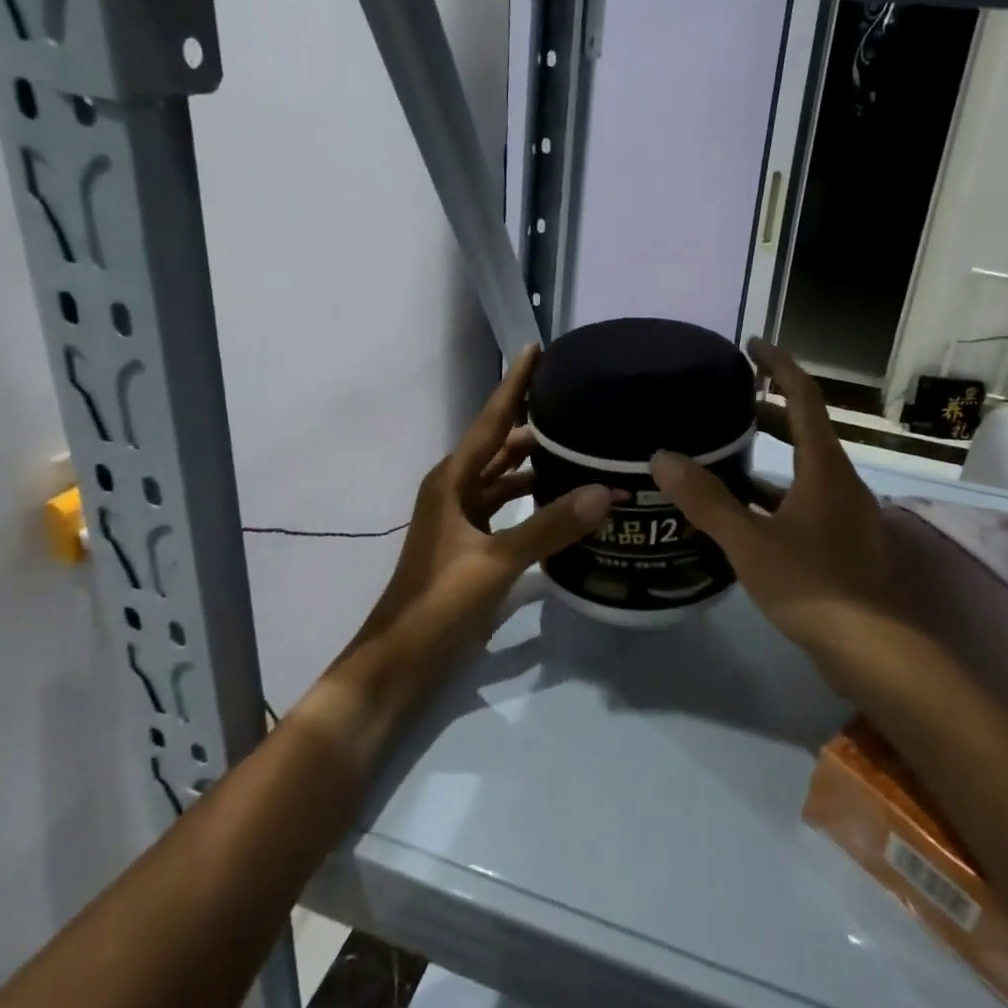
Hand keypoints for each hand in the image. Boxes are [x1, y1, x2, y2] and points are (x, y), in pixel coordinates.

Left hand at [363, 345, 615, 664]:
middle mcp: (456, 490)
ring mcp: (462, 519)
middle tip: (579, 402)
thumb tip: (606, 490)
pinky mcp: (472, 545)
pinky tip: (564, 502)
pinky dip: (532, 500)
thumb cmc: (439, 601)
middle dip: (534, 423)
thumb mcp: (496, 562)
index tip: (538, 349)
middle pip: (500, 445)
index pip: (491, 420)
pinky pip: (507, 509)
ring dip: (536, 464)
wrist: (400, 659)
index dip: (515, 384)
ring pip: (505, 478)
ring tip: (581, 447)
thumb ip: (550, 526)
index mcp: (453, 480)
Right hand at [650, 339, 894, 662]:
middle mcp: (840, 481)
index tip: (751, 345)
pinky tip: (744, 510)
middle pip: (806, 429)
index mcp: (824, 467)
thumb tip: (662, 457)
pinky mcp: (842, 541)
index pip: (804, 397)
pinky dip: (776, 492)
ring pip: (805, 467)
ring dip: (771, 454)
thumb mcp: (750, 542)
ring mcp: (845, 513)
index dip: (778, 365)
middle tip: (727, 403)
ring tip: (725, 453)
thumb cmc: (813, 586)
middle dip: (768, 410)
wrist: (872, 651)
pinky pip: (805, 499)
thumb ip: (707, 499)